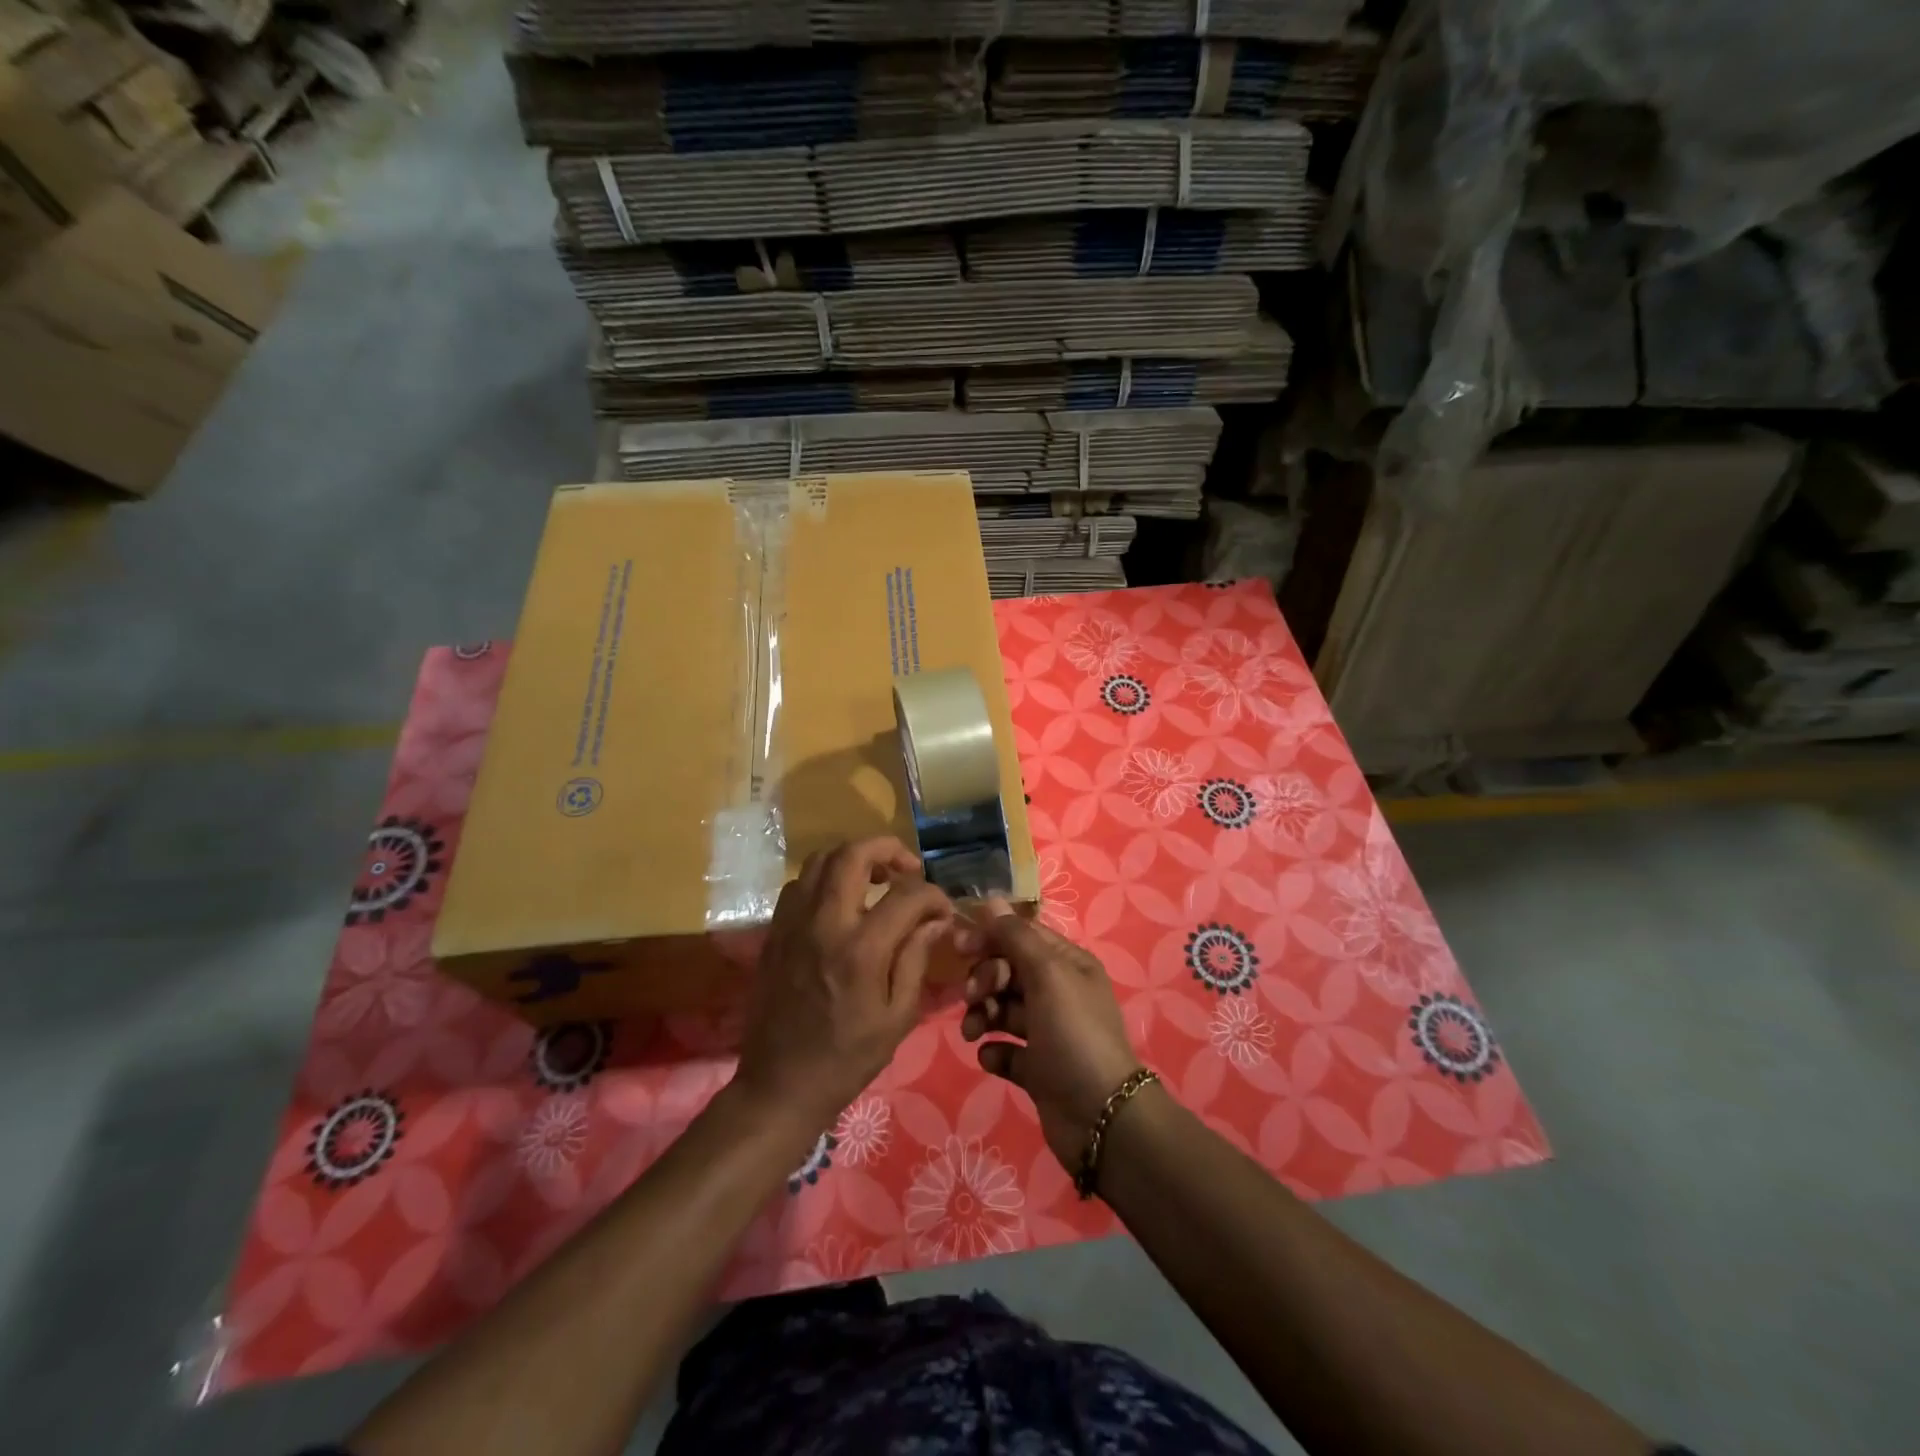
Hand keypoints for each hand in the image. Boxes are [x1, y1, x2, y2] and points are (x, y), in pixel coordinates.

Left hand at [735, 837, 955, 1132]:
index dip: (933, 895)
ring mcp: (793, 923)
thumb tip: (936, 919)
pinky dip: (826, 878)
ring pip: (820, 860)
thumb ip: (916, 958)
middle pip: (853, 854)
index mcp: (861, 950)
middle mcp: (824, 923)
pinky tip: (843, 901)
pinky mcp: (775, 931)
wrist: (780, 1084)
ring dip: (854, 858)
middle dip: (888, 849)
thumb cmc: (847, 1058)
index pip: (906, 895)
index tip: (943, 909)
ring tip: (877, 879)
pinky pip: (800, 884)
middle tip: (908, 869)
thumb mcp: (897, 1016)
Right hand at [960, 899, 1142, 1170]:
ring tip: (972, 1033)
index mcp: (1067, 964)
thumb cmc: (1073, 1033)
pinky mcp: (1037, 1068)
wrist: (1100, 1117)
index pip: (1021, 936)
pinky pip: (1005, 1048)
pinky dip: (994, 1049)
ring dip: (982, 1014)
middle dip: (985, 979)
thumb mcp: (1047, 975)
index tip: (959, 947)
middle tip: (974, 996)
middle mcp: (1058, 993)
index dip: (990, 937)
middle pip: (1008, 971)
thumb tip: (990, 900)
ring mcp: (1047, 1032)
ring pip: (1002, 1009)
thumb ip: (1015, 936)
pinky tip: (992, 1056)